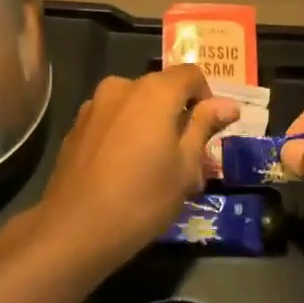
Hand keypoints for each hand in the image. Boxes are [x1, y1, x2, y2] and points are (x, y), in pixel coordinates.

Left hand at [33, 66, 239, 275]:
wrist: (74, 228)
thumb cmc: (142, 198)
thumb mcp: (185, 167)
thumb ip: (204, 127)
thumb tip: (229, 105)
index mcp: (155, 91)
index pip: (191, 74)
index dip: (206, 97)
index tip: (209, 131)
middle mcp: (122, 86)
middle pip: (161, 89)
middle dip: (177, 115)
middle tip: (185, 157)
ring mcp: (94, 105)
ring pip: (135, 105)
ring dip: (149, 124)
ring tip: (154, 166)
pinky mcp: (76, 126)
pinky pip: (112, 120)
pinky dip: (125, 134)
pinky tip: (123, 170)